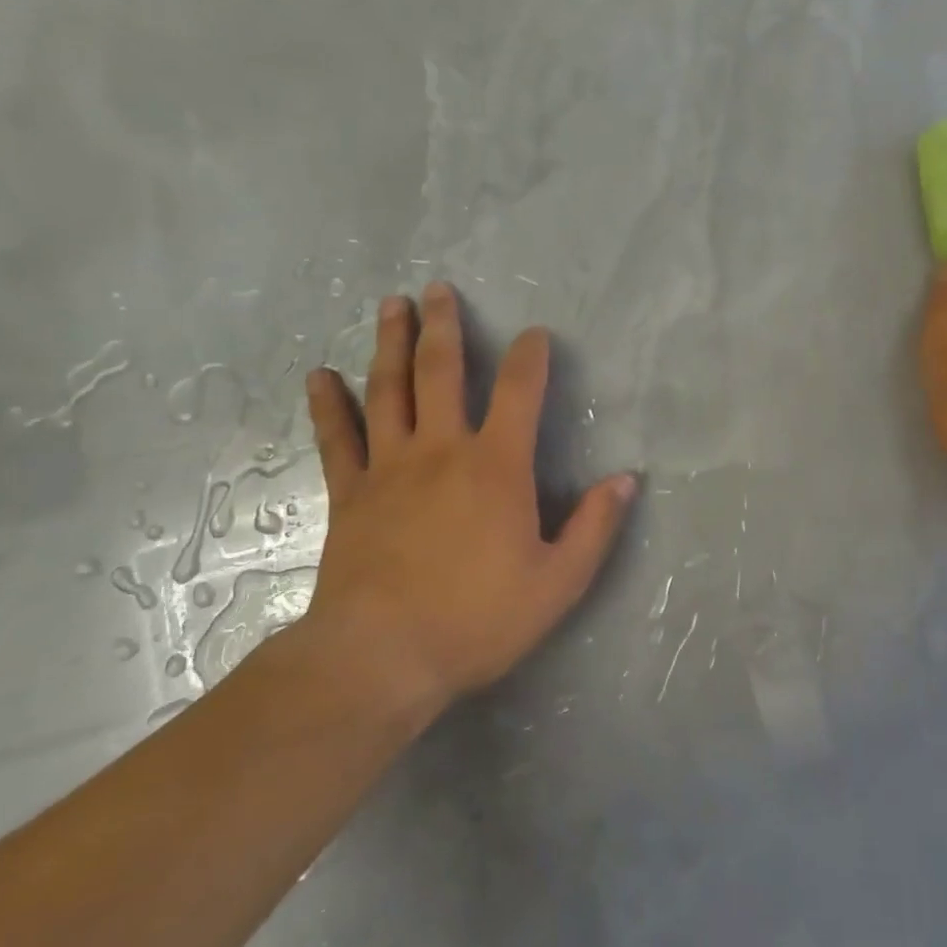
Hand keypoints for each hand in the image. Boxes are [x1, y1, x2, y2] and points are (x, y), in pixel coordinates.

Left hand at [298, 283, 636, 716]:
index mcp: (497, 466)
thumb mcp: (559, 582)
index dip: (530, 357)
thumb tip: (626, 480)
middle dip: (444, 327)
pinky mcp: (349, 493)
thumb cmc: (478, 619)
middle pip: (441, 372)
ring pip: (388, 390)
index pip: (520, 392)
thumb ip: (595, 526)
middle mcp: (442, 450)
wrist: (381, 658)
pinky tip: (320, 375)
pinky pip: (337, 438)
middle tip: (438, 289)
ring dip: (390, 343)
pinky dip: (329, 404)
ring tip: (392, 305)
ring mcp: (389, 467)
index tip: (535, 333)